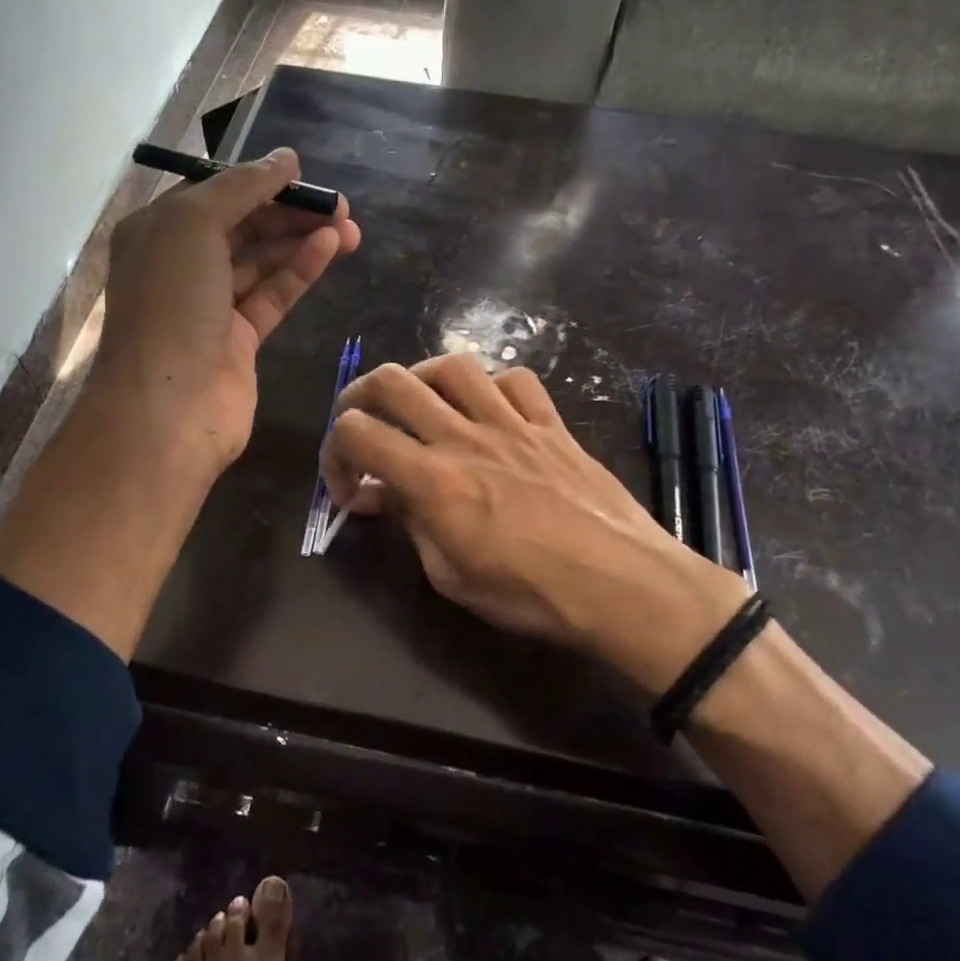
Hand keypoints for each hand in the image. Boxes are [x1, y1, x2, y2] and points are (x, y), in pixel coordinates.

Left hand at [93, 148, 360, 478]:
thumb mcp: (194, 224)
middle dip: (288, 212)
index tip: (302, 174)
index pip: (212, 194)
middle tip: (339, 204)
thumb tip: (286, 160)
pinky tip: (331, 248)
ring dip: (302, 239)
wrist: (168, 407)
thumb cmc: (170, 305)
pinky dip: (300, 271)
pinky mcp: (239, 340)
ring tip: (349, 226)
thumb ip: (242, 187)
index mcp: (156, 232)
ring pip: (262, 261)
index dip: (257, 181)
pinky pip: (273, 295)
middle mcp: (180, 266)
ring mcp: (210, 306)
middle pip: (242, 226)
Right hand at [322, 355, 748, 690]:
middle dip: (358, 398)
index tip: (347, 489)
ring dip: (420, 380)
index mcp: (434, 479)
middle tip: (361, 428)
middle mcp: (466, 436)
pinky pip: (514, 380)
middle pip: (392, 381)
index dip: (334, 454)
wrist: (625, 584)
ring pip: (451, 365)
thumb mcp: (452, 576)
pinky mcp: (550, 424)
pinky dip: (489, 386)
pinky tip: (485, 411)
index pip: (357, 432)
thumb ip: (409, 523)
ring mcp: (512, 423)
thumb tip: (373, 495)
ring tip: (418, 408)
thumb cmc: (533, 594)